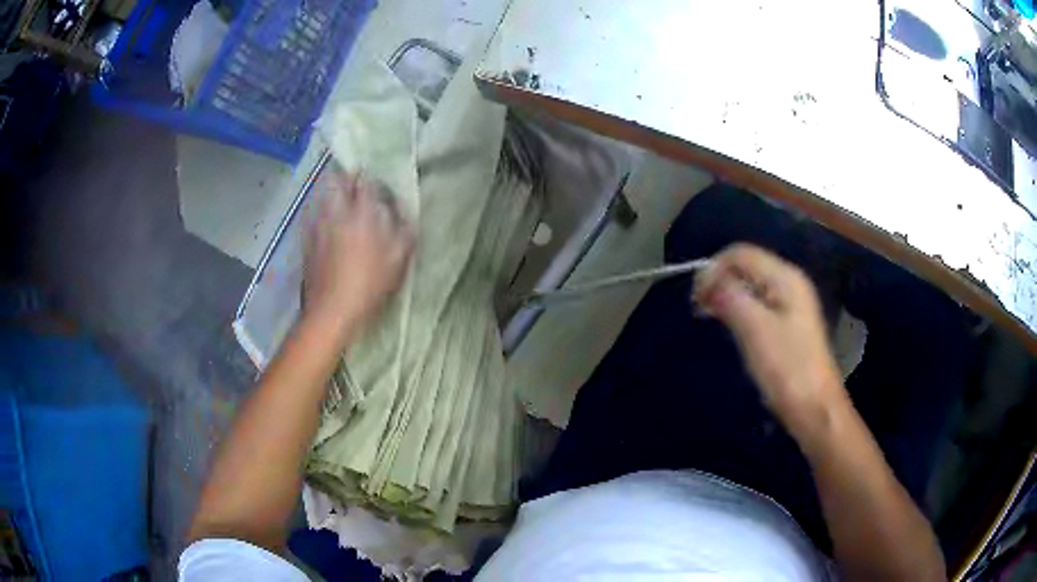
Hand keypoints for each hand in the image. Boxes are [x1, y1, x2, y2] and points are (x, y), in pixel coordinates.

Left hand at [303, 168, 414, 335]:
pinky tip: (324, 219)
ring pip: (322, 195)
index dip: (371, 178)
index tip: (375, 182)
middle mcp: (337, 212)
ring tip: (339, 197)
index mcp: (363, 213)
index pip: (365, 182)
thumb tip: (406, 213)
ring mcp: (318, 225)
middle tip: (354, 182)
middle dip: (346, 177)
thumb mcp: (398, 260)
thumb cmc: (369, 285)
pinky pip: (311, 214)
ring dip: (331, 191)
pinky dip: (318, 210)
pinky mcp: (306, 239)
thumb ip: (404, 231)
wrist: (332, 310)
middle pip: (337, 181)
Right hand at [694, 243, 846, 440]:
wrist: (814, 407)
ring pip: (750, 286)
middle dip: (719, 281)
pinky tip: (729, 325)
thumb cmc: (786, 368)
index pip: (741, 254)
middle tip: (698, 307)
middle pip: (746, 267)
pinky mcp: (787, 325)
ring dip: (727, 296)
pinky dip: (739, 309)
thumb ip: (731, 297)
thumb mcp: (755, 329)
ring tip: (708, 315)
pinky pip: (758, 305)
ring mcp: (790, 304)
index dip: (714, 268)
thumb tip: (707, 280)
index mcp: (785, 277)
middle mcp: (789, 283)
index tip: (695, 297)